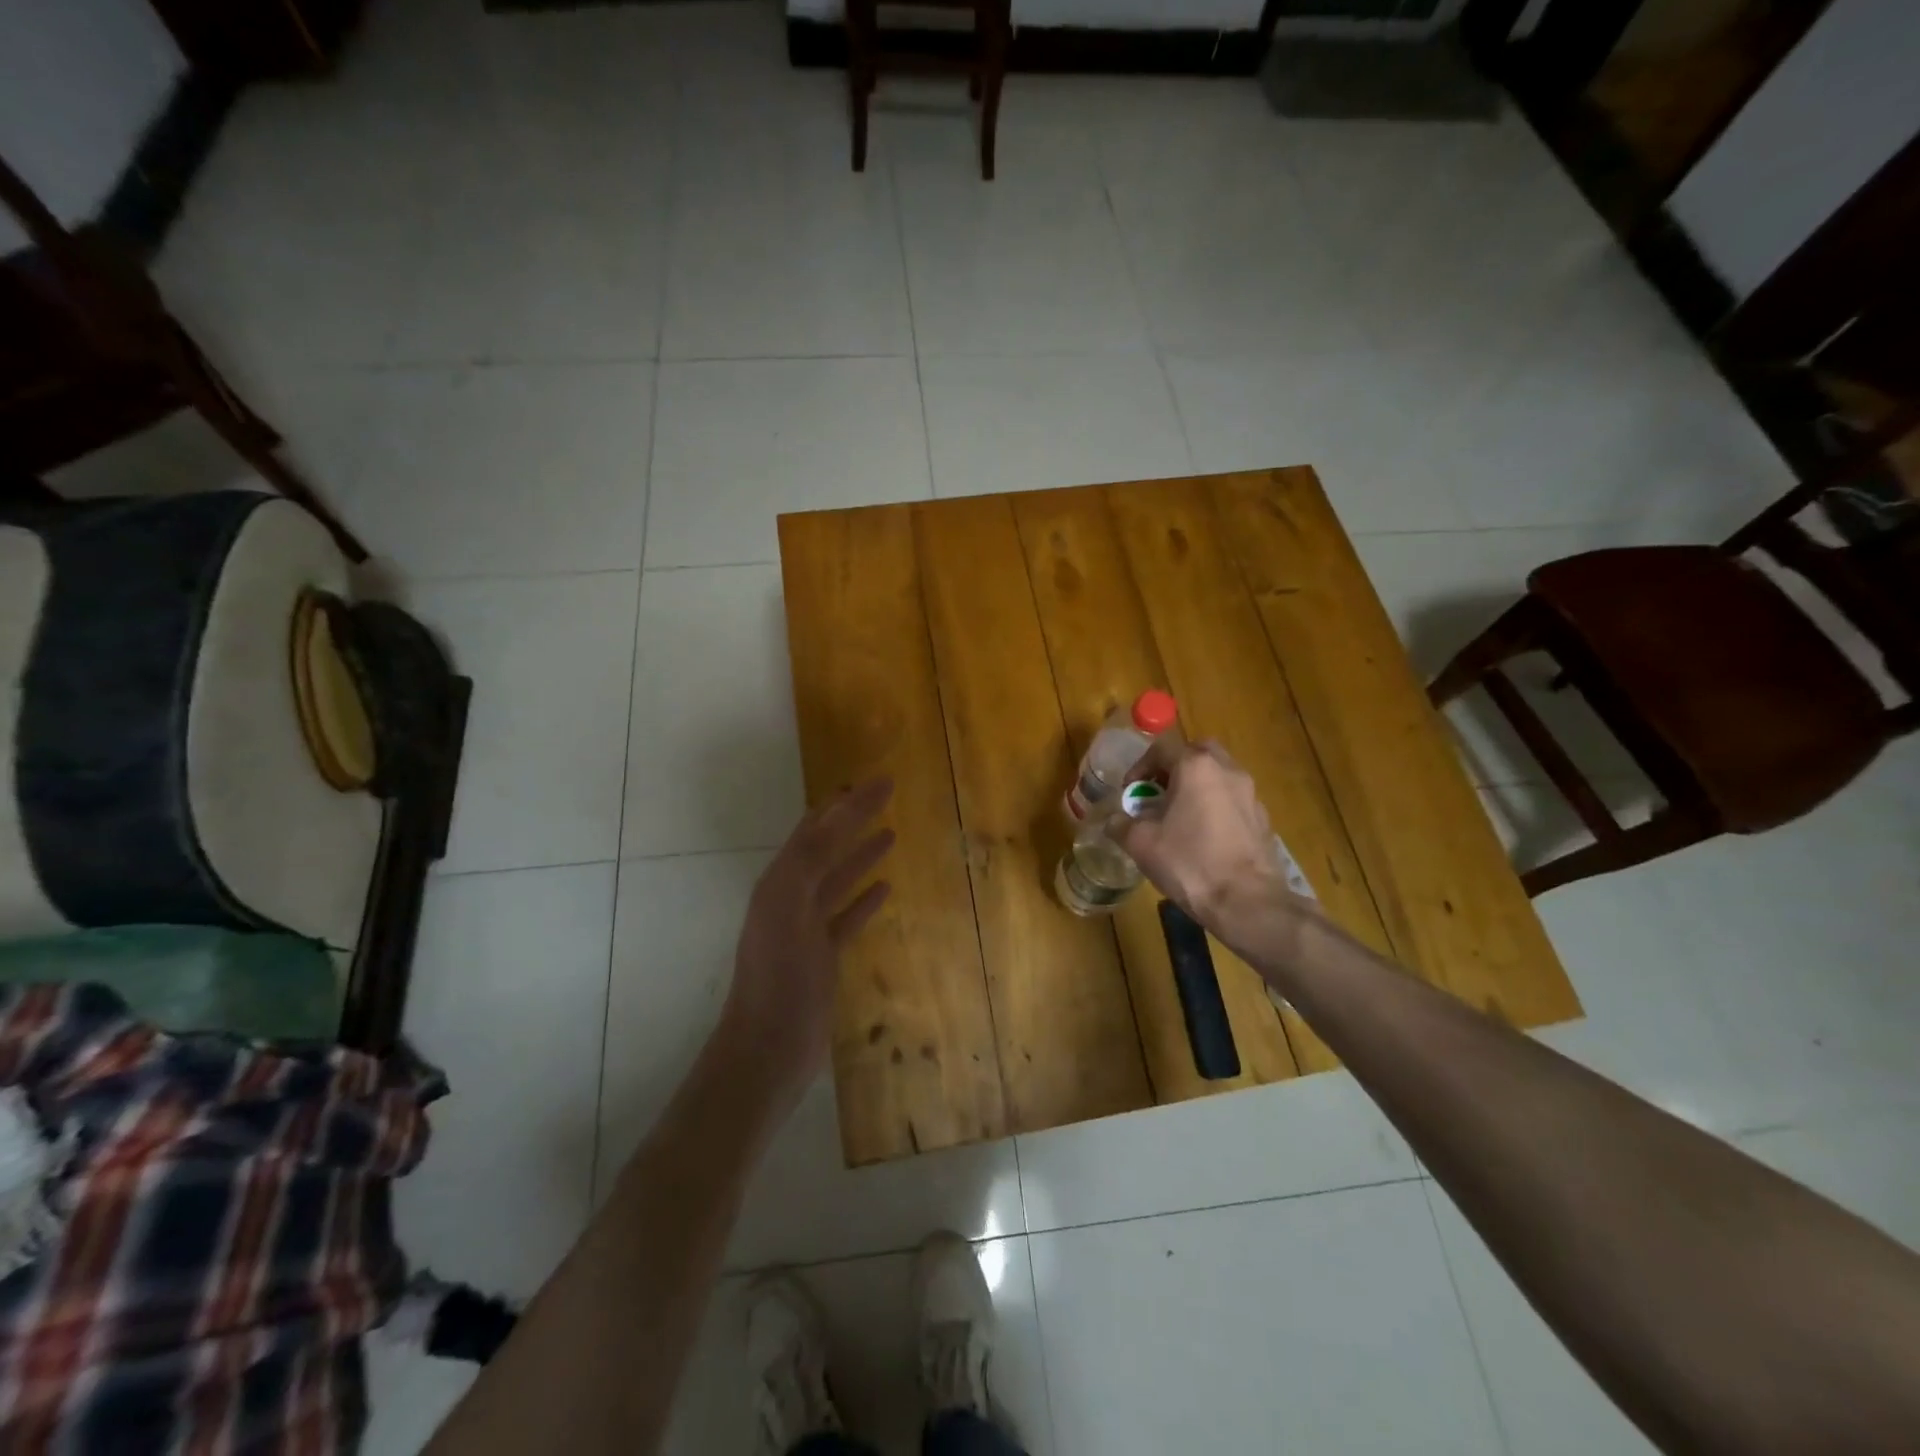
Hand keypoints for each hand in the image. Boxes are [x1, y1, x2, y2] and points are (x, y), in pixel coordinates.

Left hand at [720, 778, 895, 1108]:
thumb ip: (809, 859)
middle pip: (828, 848)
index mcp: (780, 882)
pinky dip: (864, 899)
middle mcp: (790, 898)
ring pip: (838, 880)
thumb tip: (835, 809)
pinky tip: (885, 888)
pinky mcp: (822, 956)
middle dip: (855, 820)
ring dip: (860, 855)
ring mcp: (806, 928)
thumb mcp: (788, 909)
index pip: (817, 829)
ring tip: (890, 833)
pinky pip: (847, 916)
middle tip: (888, 795)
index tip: (878, 780)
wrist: (767, 1050)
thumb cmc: (778, 978)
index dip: (845, 803)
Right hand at [1108, 741, 1286, 926]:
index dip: (1140, 767)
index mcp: (1195, 767)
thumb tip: (1114, 821)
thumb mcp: (1141, 844)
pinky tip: (1204, 837)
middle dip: (1174, 767)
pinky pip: (1233, 800)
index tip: (1130, 792)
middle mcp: (1227, 771)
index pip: (1162, 748)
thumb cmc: (1189, 862)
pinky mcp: (1263, 819)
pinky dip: (1216, 806)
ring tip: (1179, 817)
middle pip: (1197, 752)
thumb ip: (1122, 825)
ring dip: (1197, 786)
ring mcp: (1250, 794)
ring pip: (1218, 775)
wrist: (1246, 901)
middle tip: (1159, 792)